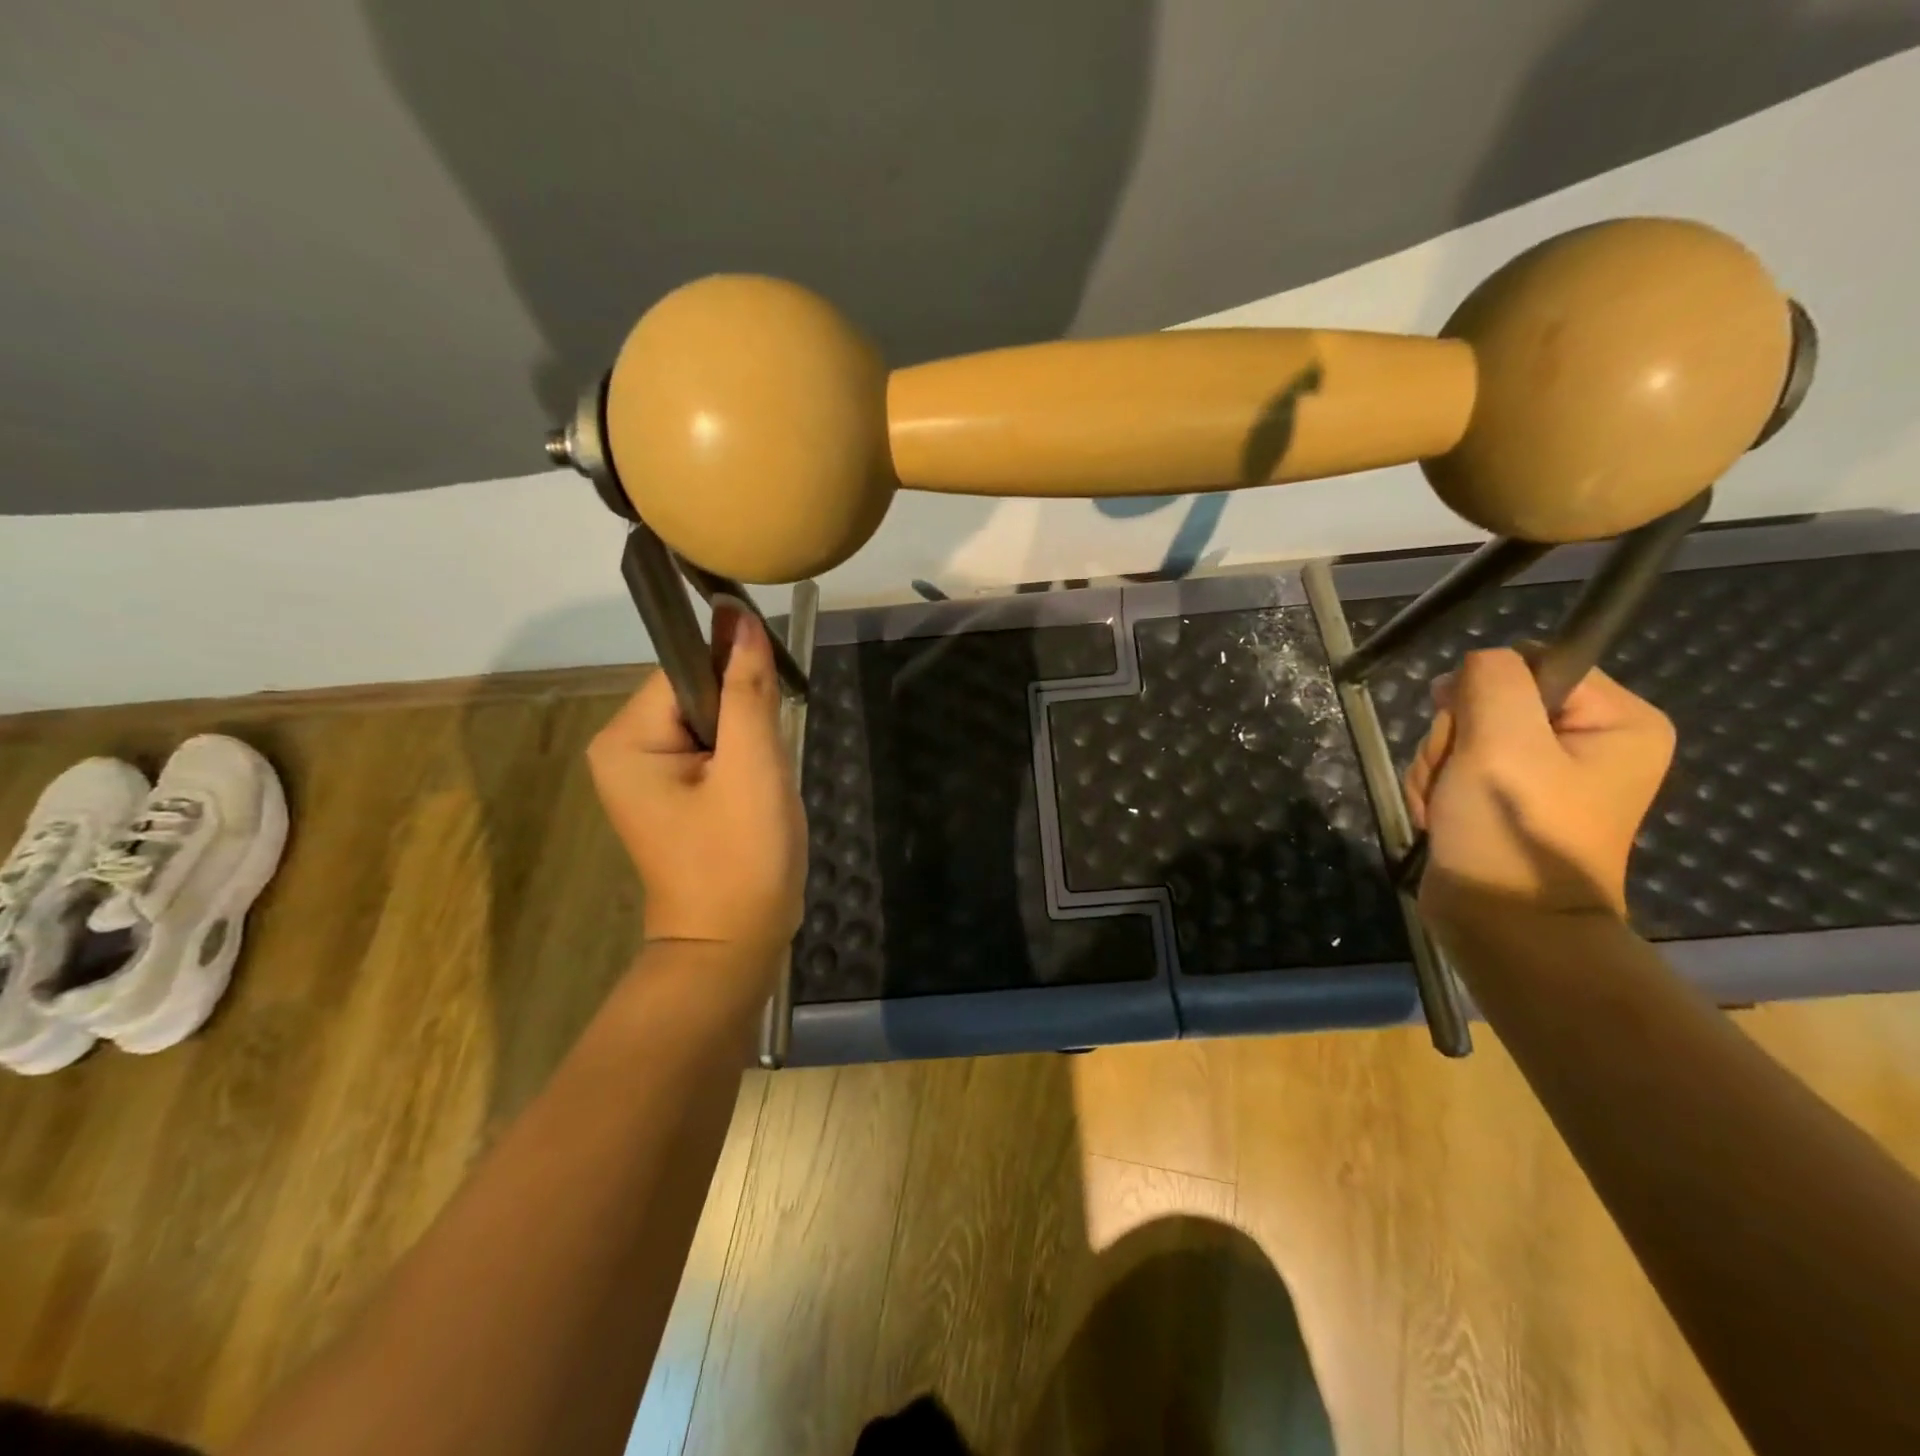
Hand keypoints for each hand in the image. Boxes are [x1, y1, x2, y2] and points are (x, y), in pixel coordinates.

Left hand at [588, 609, 806, 961]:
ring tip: (761, 791)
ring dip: (749, 746)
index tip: (772, 715)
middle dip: (746, 722)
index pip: (687, 670)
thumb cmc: (741, 857)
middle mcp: (623, 749)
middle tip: (765, 771)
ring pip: (714, 724)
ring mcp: (645, 775)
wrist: (734, 946)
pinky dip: (743, 765)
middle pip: (700, 695)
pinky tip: (754, 799)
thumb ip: (747, 687)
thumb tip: (738, 615)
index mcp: (627, 738)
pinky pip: (713, 752)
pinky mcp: (671, 794)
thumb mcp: (753, 766)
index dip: (738, 682)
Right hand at [1404, 648, 1674, 920]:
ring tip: (1446, 805)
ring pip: (1462, 733)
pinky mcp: (1505, 795)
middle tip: (1458, 778)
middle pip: (1490, 701)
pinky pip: (1454, 764)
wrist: (1501, 922)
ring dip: (1438, 765)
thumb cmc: (1513, 830)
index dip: (1487, 691)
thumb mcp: (1502, 742)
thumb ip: (1492, 681)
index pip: (1534, 664)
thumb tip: (1477, 663)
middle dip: (1455, 738)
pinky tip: (1440, 816)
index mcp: (1618, 722)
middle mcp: (1588, 741)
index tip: (1471, 731)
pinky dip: (1436, 788)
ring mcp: (1543, 772)